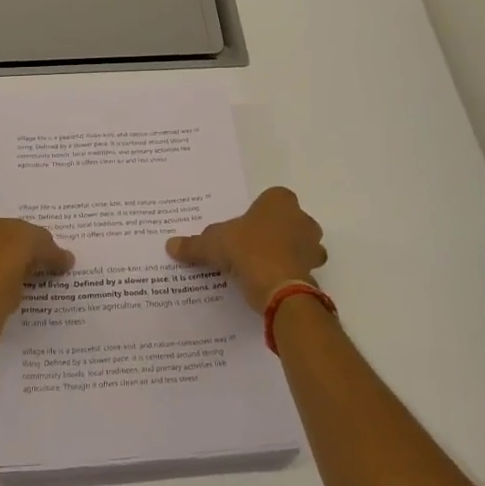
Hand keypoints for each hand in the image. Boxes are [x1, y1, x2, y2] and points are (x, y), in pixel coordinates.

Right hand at [166, 186, 326, 310]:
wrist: (279, 287)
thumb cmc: (247, 250)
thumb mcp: (212, 245)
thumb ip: (194, 244)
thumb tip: (170, 245)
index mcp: (279, 201)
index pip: (271, 198)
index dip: (258, 211)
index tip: (244, 226)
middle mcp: (302, 218)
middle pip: (288, 220)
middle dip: (274, 232)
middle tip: (250, 246)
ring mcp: (312, 245)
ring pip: (300, 245)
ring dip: (286, 253)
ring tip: (261, 267)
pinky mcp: (314, 271)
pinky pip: (301, 268)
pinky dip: (289, 274)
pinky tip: (270, 283)